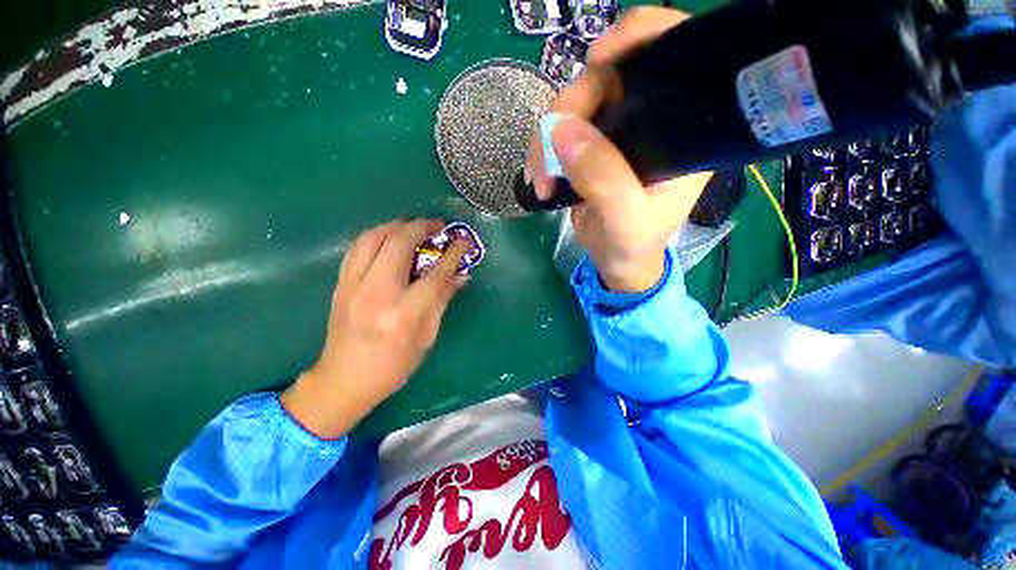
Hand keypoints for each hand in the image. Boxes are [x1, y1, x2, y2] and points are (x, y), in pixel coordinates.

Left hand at [281, 219, 469, 438]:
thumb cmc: (394, 365)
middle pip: (400, 244)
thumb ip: (442, 301)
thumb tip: (461, 275)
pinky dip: (376, 235)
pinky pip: (357, 247)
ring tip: (414, 226)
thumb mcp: (427, 337)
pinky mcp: (341, 284)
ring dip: (397, 225)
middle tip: (439, 225)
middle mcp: (378, 293)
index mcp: (405, 313)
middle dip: (423, 227)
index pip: (436, 274)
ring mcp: (354, 286)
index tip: (464, 240)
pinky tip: (388, 237)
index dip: (453, 253)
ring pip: (373, 238)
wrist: (344, 380)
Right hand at [524, 7, 713, 292]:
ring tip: (541, 183)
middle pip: (604, 80)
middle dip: (566, 113)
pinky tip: (539, 179)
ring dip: (545, 141)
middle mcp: (648, 120)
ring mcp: (615, 133)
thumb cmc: (633, 245)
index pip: (669, 56)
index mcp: (678, 130)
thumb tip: (561, 129)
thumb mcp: (625, 220)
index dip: (635, 37)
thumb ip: (603, 178)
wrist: (616, 261)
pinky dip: (541, 152)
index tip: (597, 56)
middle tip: (546, 161)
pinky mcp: (589, 148)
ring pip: (572, 108)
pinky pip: (558, 133)